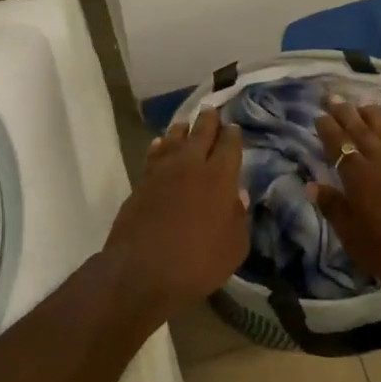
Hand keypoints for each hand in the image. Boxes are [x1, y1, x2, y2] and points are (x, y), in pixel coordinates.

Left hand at [101, 106, 247, 319]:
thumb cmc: (197, 263)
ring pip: (174, 139)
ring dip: (182, 129)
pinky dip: (160, 146)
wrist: (141, 271)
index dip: (233, 134)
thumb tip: (237, 195)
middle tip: (211, 110)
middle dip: (209, 120)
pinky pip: (154, 154)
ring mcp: (163, 171)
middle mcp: (191, 165)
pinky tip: (160, 144)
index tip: (234, 128)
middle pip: (201, 133)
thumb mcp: (233, 248)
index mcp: (219, 177)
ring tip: (186, 123)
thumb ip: (239, 218)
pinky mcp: (141, 181)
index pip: (229, 145)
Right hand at [309, 99, 380, 300]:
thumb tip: (312, 184)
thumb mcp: (357, 240)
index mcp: (358, 176)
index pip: (338, 144)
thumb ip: (335, 208)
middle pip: (360, 128)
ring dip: (372, 114)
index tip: (319, 115)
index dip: (327, 128)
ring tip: (363, 105)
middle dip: (345, 112)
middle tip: (334, 96)